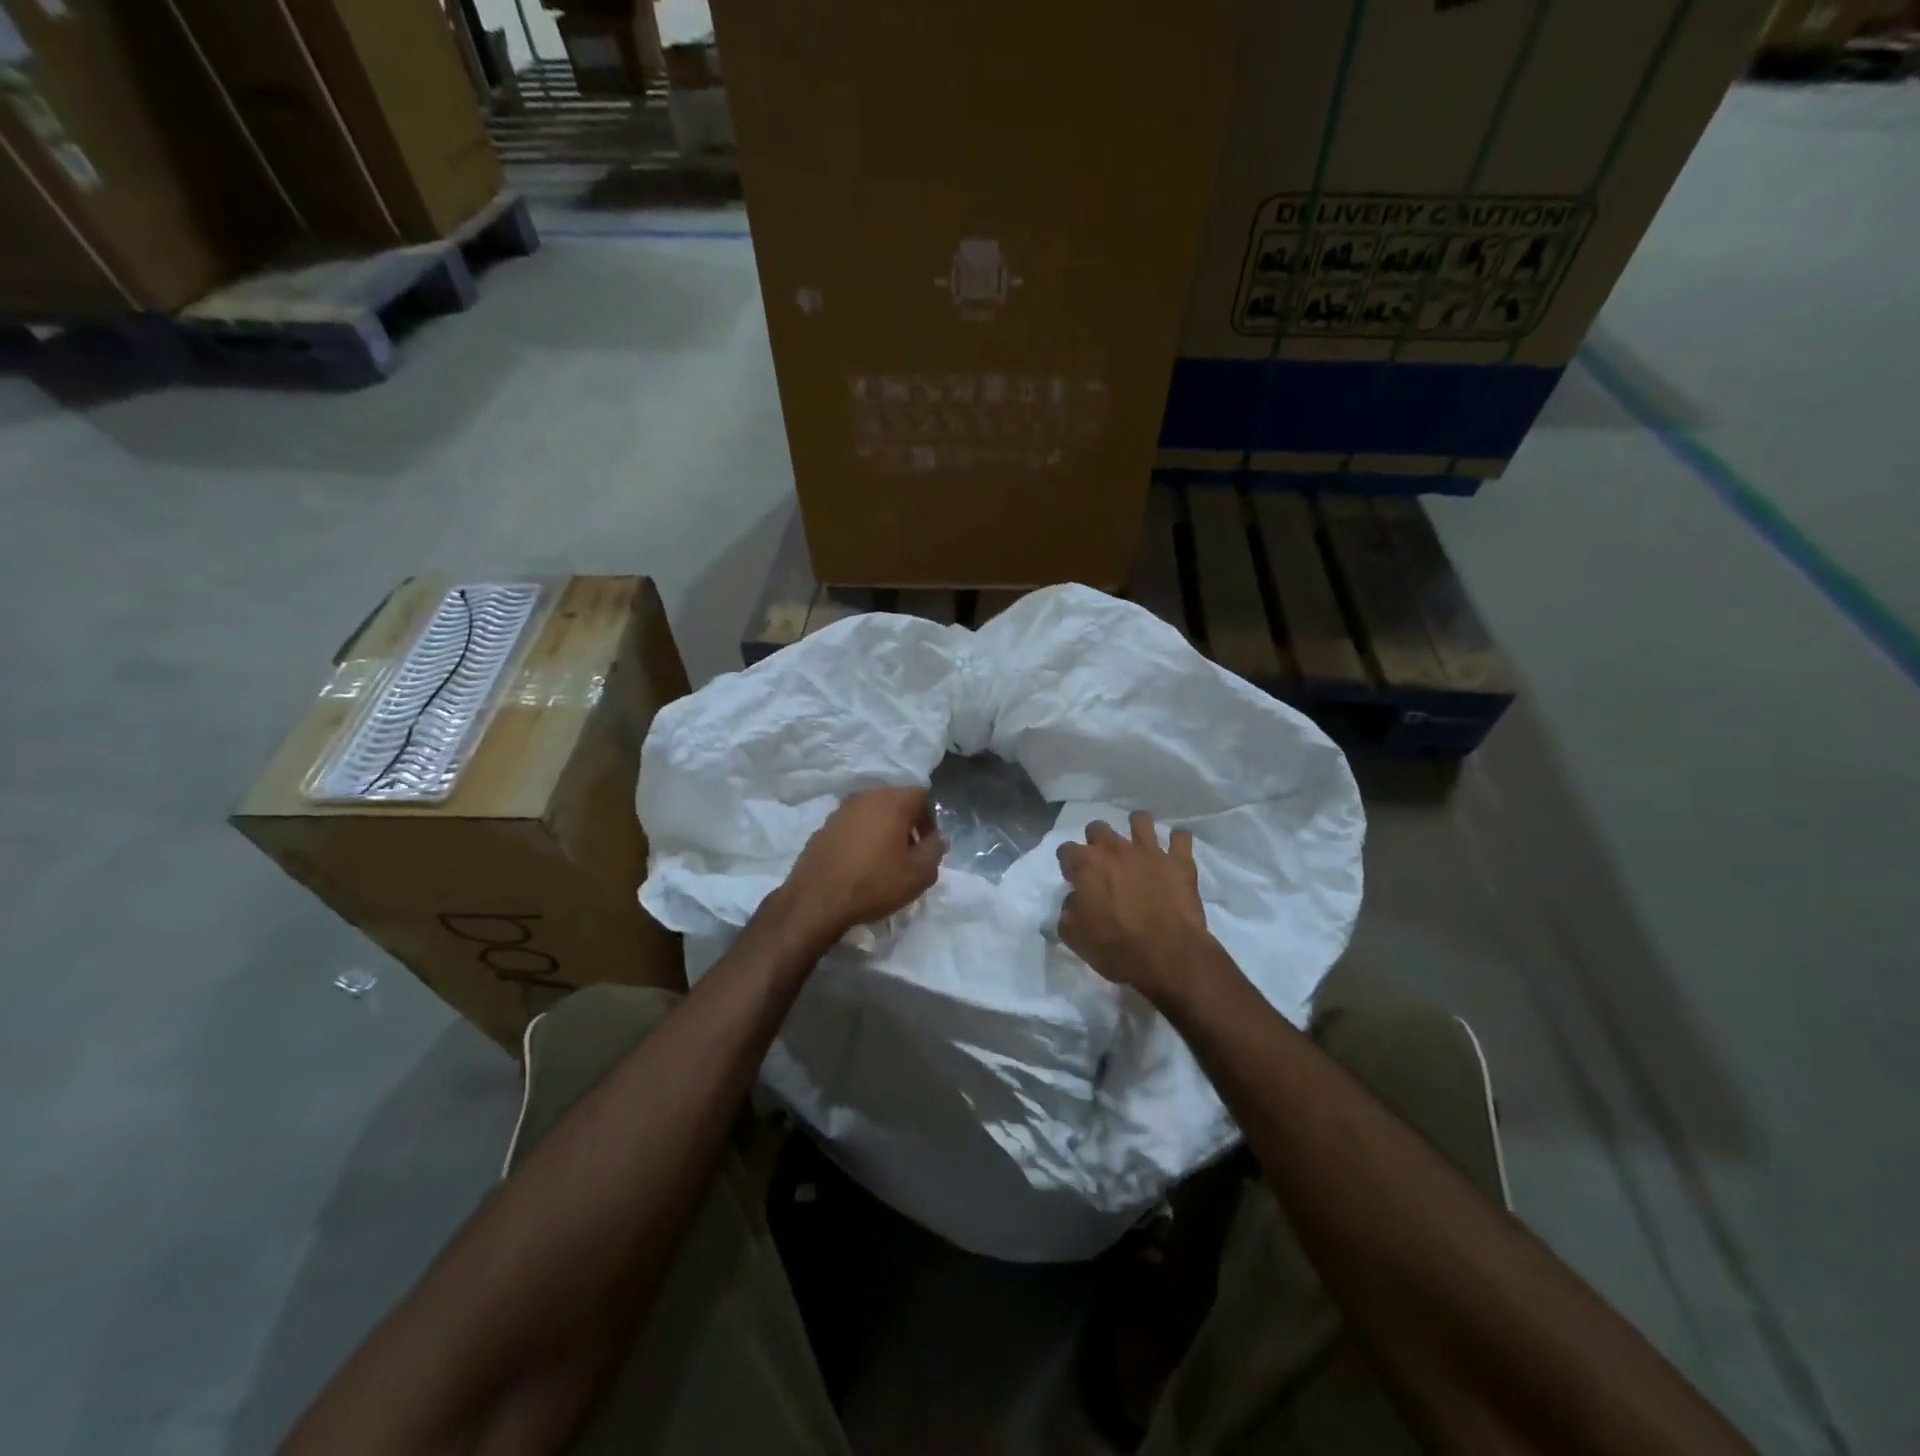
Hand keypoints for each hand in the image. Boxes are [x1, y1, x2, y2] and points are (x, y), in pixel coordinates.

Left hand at [781, 786, 945, 942]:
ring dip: (883, 829)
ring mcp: (841, 810)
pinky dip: (861, 837)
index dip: (930, 819)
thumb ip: (935, 850)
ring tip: (884, 859)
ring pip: (873, 812)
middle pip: (896, 801)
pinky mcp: (823, 826)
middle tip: (909, 853)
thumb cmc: (874, 883)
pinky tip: (859, 863)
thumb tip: (937, 839)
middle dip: (907, 823)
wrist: (817, 900)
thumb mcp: (919, 874)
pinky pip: (852, 825)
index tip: (927, 846)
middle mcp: (866, 797)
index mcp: (893, 801)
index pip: (922, 795)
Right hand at [1057, 812, 1212, 1004]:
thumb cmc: (1117, 948)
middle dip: (1096, 841)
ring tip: (1138, 845)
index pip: (1066, 850)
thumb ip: (1068, 912)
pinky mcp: (1179, 861)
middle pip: (1098, 828)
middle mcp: (1115, 849)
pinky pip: (1181, 837)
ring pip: (1140, 820)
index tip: (1074, 878)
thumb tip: (1074, 901)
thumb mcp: (1076, 937)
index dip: (1068, 864)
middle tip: (1103, 863)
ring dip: (1136, 829)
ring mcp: (1150, 851)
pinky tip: (1174, 851)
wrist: (1168, 956)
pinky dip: (1177, 841)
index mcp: (1087, 865)